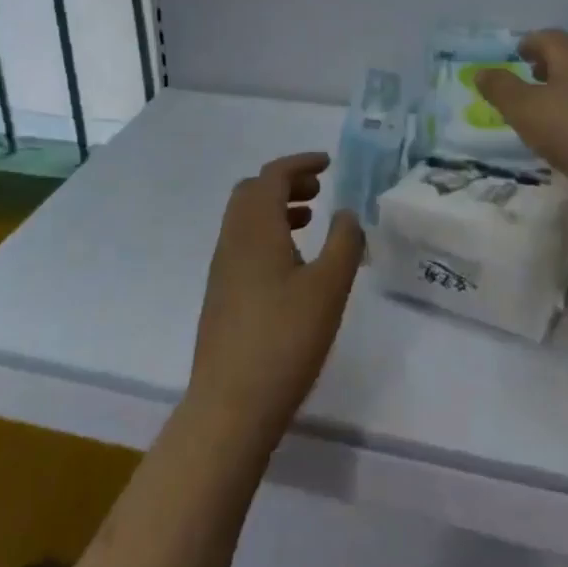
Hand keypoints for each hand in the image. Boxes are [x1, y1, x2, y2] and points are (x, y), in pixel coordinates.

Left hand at [188, 152, 363, 448]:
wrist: (230, 404)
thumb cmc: (284, 339)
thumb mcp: (328, 288)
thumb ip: (344, 243)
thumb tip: (346, 212)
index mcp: (255, 227)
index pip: (273, 175)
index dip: (300, 163)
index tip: (329, 162)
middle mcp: (232, 238)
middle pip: (253, 191)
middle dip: (286, 182)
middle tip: (318, 189)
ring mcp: (222, 267)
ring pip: (246, 218)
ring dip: (276, 208)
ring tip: (310, 220)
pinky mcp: (221, 293)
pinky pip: (243, 242)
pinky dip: (267, 233)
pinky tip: (292, 264)